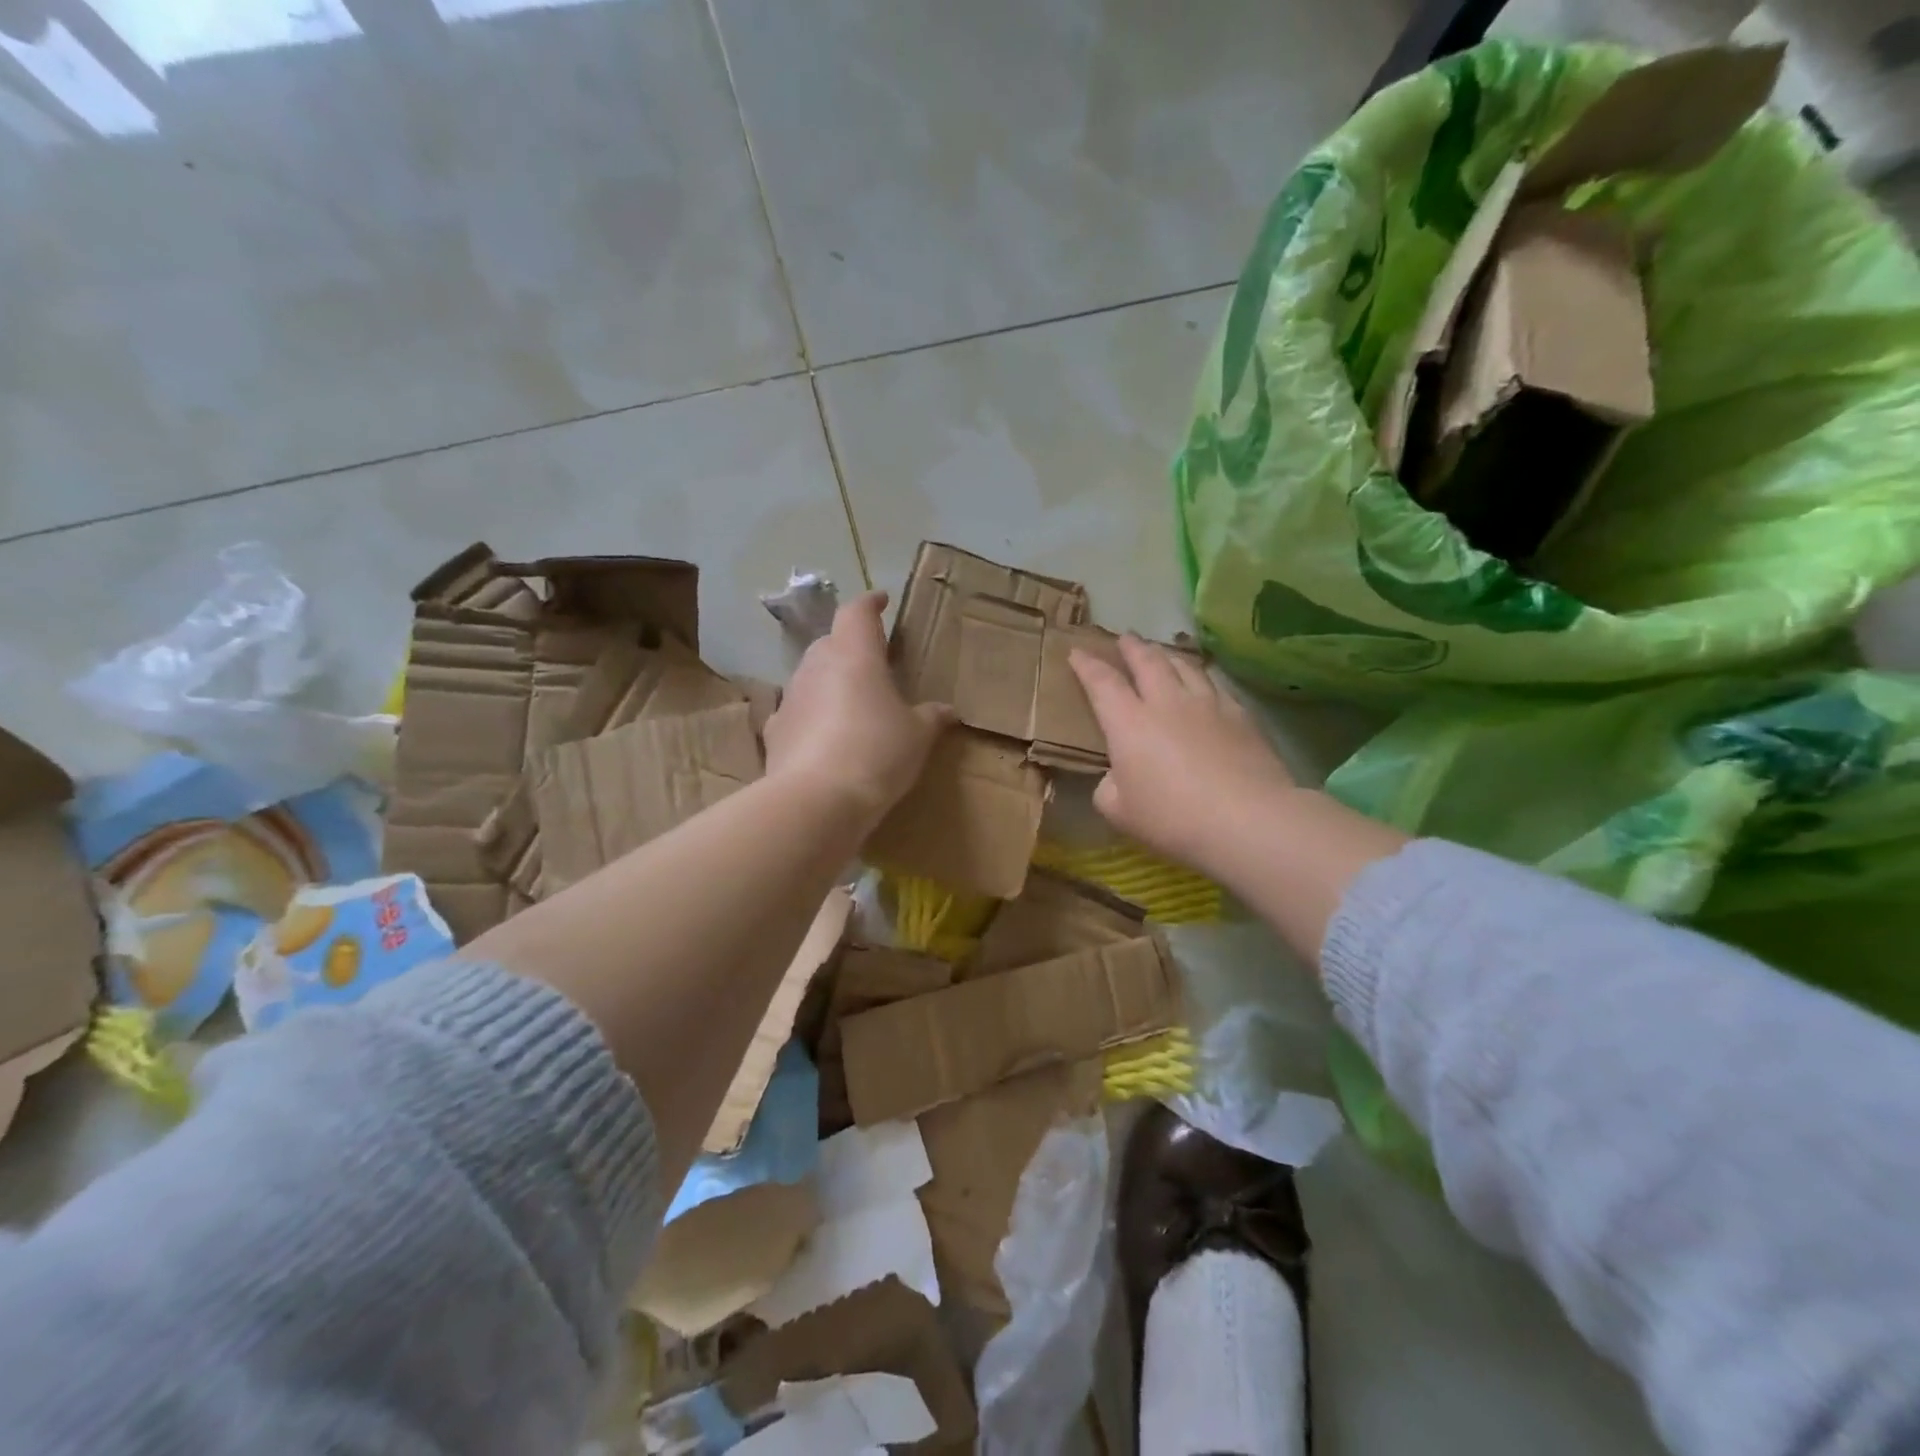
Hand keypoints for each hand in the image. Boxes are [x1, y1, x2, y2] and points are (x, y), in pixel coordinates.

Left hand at [763, 591, 954, 827]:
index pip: (857, 612)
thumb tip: (947, 710)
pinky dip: (811, 716)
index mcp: (854, 654)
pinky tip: (824, 736)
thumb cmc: (877, 752)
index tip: (881, 601)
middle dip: (850, 647)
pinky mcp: (775, 731)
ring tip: (852, 702)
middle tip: (873, 662)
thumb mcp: (917, 737)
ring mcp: (790, 698)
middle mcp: (816, 666)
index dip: (870, 604)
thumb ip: (931, 718)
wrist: (817, 800)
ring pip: (811, 676)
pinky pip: (797, 712)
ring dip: (830, 682)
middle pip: (831, 642)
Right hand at [1069, 636, 1296, 874]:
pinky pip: (1215, 684)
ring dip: (1167, 655)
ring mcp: (1207, 705)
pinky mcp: (1240, 715)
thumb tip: (1115, 777)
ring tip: (1162, 652)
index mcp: (1128, 723)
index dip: (1087, 665)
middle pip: (1147, 662)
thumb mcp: (1120, 812)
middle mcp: (1166, 702)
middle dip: (1132, 647)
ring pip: (1184, 666)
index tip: (1077, 651)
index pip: (1102, 683)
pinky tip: (1204, 681)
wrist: (1247, 819)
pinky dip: (1201, 677)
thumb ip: (1108, 788)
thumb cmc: (1172, 818)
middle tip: (1125, 638)